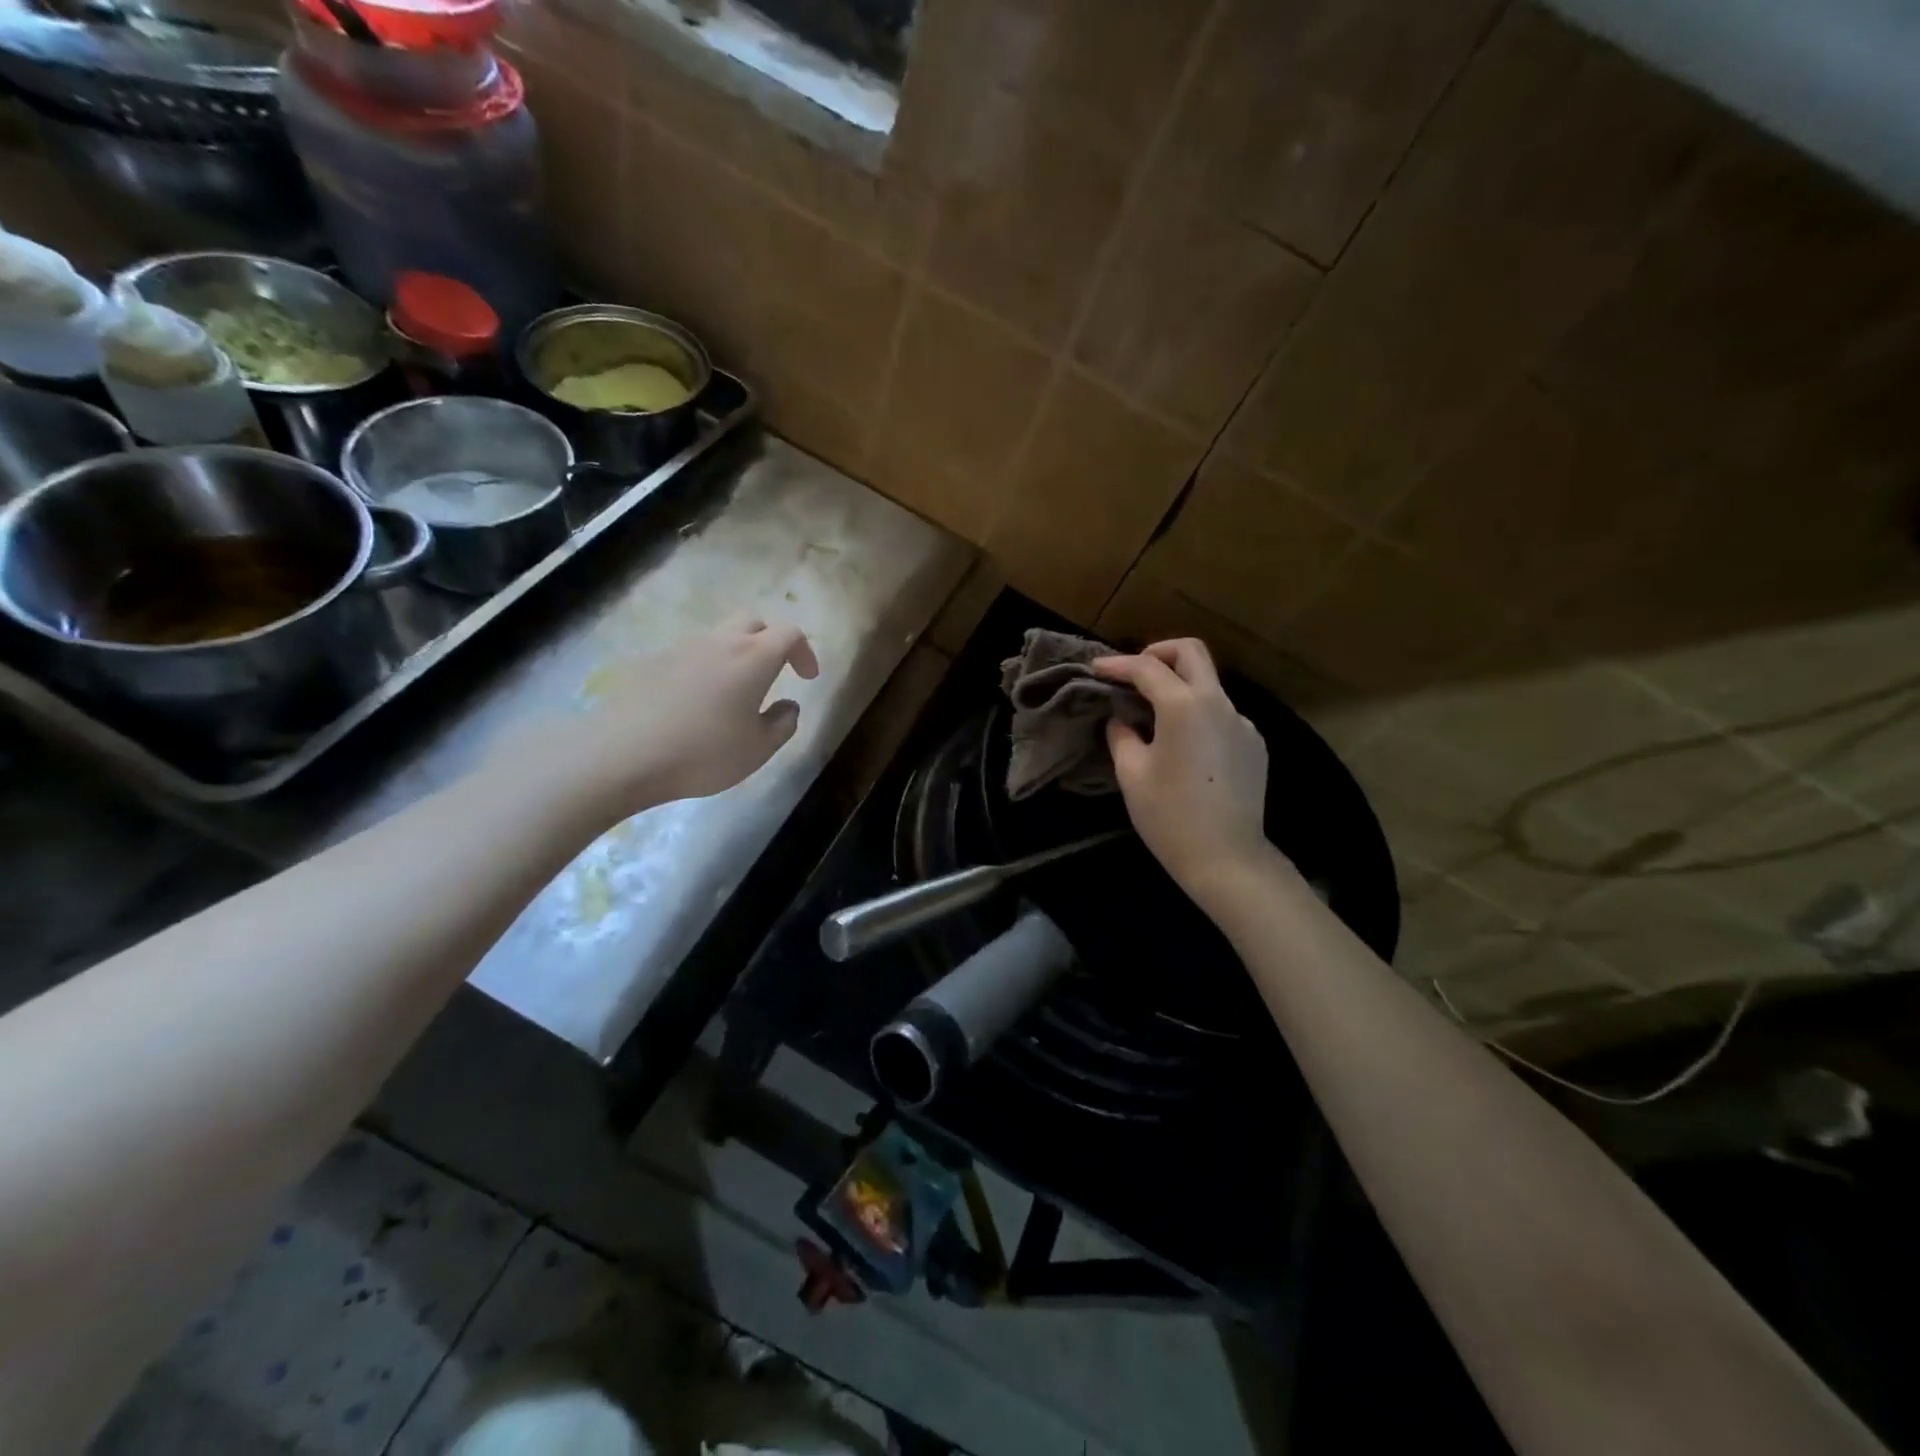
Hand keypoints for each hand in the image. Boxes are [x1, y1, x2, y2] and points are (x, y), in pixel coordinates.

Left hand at [556, 615, 819, 817]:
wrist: (622, 754)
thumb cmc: (703, 753)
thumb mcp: (758, 750)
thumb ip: (783, 724)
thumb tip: (788, 706)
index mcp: (753, 658)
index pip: (789, 634)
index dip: (804, 651)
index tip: (807, 678)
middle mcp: (719, 642)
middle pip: (753, 622)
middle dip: (770, 641)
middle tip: (775, 672)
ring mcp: (681, 648)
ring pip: (719, 636)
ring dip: (736, 653)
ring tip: (735, 690)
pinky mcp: (652, 662)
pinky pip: (690, 654)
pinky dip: (705, 667)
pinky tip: (697, 702)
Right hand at [1093, 639, 1272, 910]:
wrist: (1227, 858)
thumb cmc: (1169, 816)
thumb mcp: (1132, 774)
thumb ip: (1122, 735)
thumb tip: (1121, 719)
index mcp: (1184, 706)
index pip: (1147, 668)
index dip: (1117, 664)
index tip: (1096, 668)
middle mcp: (1219, 703)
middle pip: (1192, 652)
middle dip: (1159, 652)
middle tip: (1134, 672)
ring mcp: (1242, 723)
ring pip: (1208, 684)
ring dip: (1179, 686)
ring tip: (1153, 715)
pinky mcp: (1254, 745)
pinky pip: (1221, 715)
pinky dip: (1197, 715)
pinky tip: (1183, 746)